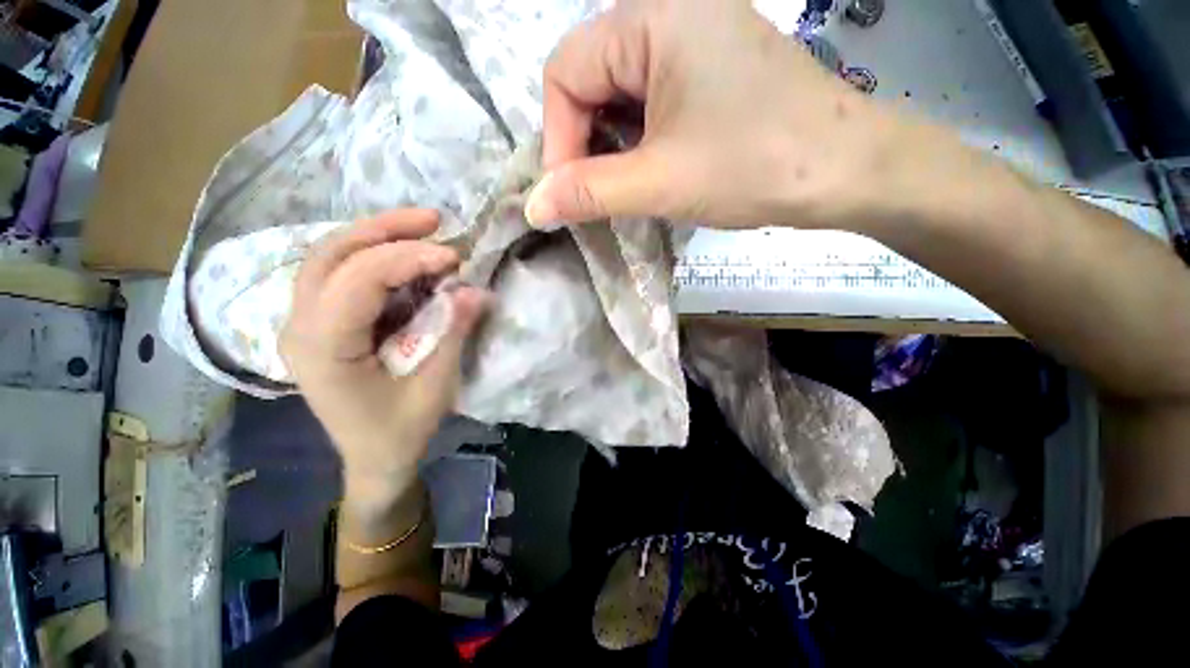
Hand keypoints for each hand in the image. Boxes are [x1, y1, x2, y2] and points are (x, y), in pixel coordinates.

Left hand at [280, 210, 486, 515]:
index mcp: (322, 348)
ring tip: (422, 228)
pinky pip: (339, 275)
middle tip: (433, 219)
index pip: (356, 279)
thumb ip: (452, 334)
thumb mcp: (434, 387)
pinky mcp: (319, 324)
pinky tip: (405, 256)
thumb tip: (475, 291)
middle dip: (384, 229)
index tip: (453, 257)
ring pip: (329, 257)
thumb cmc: (400, 431)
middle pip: (330, 254)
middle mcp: (299, 327)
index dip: (406, 258)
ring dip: (376, 236)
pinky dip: (373, 256)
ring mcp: (303, 323)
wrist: (373, 459)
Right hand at [526, 0, 901, 229]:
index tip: (568, 193)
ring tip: (624, 188)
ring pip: (620, 96)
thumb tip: (533, 206)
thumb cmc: (754, 166)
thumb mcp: (659, 182)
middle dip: (583, 145)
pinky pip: (650, 103)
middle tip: (594, 196)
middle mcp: (669, 15)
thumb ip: (589, 193)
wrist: (846, 171)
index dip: (557, 138)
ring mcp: (694, 42)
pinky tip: (651, 170)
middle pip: (590, 81)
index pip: (565, 73)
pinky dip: (637, 141)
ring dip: (611, 147)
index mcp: (652, 18)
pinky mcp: (709, 73)